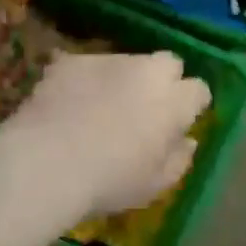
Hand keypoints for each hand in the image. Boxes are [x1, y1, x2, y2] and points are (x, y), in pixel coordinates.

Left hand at [2, 51, 210, 220]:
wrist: (47, 162)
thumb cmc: (109, 181)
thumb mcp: (154, 186)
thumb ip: (179, 160)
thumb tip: (188, 141)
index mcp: (173, 101)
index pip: (198, 89)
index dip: (191, 104)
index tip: (181, 121)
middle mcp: (147, 71)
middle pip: (169, 63)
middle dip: (164, 79)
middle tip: (146, 107)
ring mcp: (109, 60)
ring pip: (127, 61)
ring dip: (123, 79)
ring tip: (100, 106)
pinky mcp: (74, 59)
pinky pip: (87, 66)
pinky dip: (84, 80)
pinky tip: (69, 103)